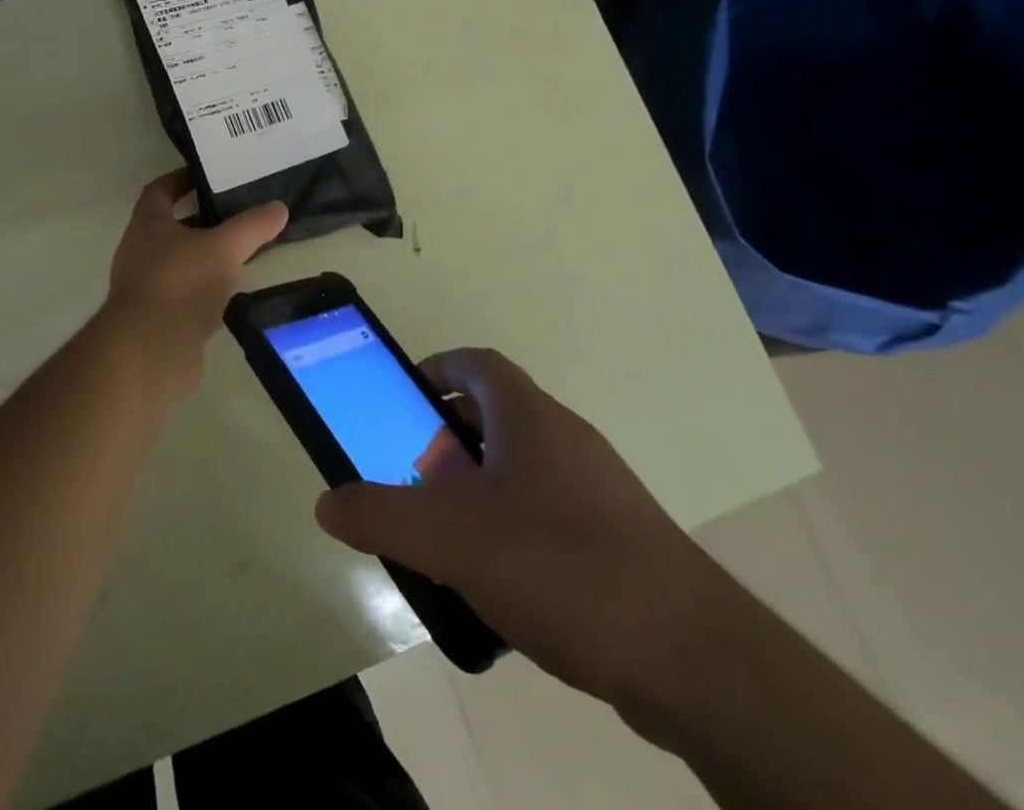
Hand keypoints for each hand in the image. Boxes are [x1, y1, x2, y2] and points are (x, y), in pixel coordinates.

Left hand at [93, 170, 287, 403]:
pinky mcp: (159, 318)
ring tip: (245, 251)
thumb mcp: (223, 248)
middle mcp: (141, 251)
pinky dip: (209, 288)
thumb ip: (252, 226)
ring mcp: (148, 287)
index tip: (210, 175)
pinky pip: (187, 293)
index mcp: (147, 225)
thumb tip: (279, 207)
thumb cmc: (181, 284)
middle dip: (205, 219)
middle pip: (173, 227)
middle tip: (240, 213)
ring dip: (209, 256)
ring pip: (183, 262)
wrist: (149, 352)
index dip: (182, 179)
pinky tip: (235, 291)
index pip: (160, 190)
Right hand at [314, 348, 748, 712]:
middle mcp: (567, 438)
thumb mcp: (452, 541)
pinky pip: (550, 513)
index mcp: (529, 416)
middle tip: (413, 478)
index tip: (403, 401)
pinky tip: (501, 587)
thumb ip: (381, 516)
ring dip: (479, 489)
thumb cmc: (562, 568)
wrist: (696, 660)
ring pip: (522, 468)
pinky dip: (514, 530)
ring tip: (448, 538)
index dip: (435, 370)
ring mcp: (600, 490)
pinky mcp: (620, 540)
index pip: (476, 362)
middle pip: (495, 415)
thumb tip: (327, 502)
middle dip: (447, 439)